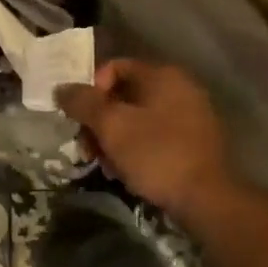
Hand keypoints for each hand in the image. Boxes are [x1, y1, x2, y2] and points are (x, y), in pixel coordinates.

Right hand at [57, 59, 234, 220]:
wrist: (207, 199)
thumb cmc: (157, 154)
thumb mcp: (112, 126)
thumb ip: (83, 103)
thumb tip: (61, 88)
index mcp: (162, 76)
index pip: (114, 67)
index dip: (91, 90)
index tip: (80, 118)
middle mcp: (179, 88)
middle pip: (124, 95)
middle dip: (100, 121)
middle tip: (88, 148)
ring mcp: (190, 116)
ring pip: (137, 119)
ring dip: (114, 139)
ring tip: (105, 166)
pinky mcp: (194, 142)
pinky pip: (155, 137)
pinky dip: (135, 150)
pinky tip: (126, 173)